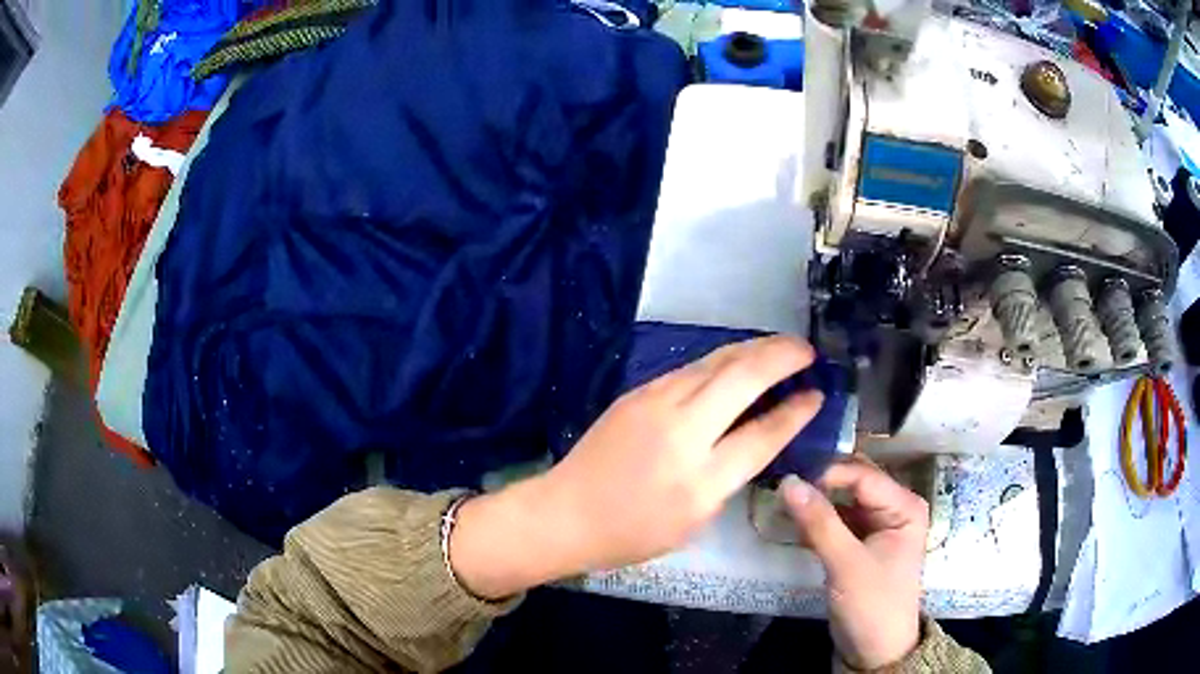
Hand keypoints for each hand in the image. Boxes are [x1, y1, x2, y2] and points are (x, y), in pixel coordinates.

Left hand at [450, 335, 823, 598]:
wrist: (566, 512)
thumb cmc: (632, 533)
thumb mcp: (694, 520)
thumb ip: (730, 475)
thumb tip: (758, 435)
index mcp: (700, 481)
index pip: (763, 435)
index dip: (796, 411)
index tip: (817, 393)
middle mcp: (681, 433)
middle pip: (742, 377)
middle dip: (782, 355)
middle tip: (807, 351)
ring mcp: (655, 404)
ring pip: (716, 362)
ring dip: (754, 348)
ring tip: (781, 347)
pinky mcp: (638, 392)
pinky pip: (692, 369)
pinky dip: (723, 360)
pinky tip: (738, 361)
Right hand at [780, 459, 928, 669]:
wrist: (875, 650)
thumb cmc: (872, 605)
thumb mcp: (846, 565)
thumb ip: (819, 523)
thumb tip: (787, 482)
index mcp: (904, 506)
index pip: (863, 476)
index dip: (827, 474)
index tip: (788, 481)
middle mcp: (894, 507)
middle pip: (854, 482)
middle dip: (820, 483)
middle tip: (782, 487)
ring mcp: (878, 524)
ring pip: (842, 499)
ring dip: (816, 501)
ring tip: (782, 502)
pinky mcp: (861, 541)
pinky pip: (837, 519)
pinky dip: (817, 520)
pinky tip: (794, 523)